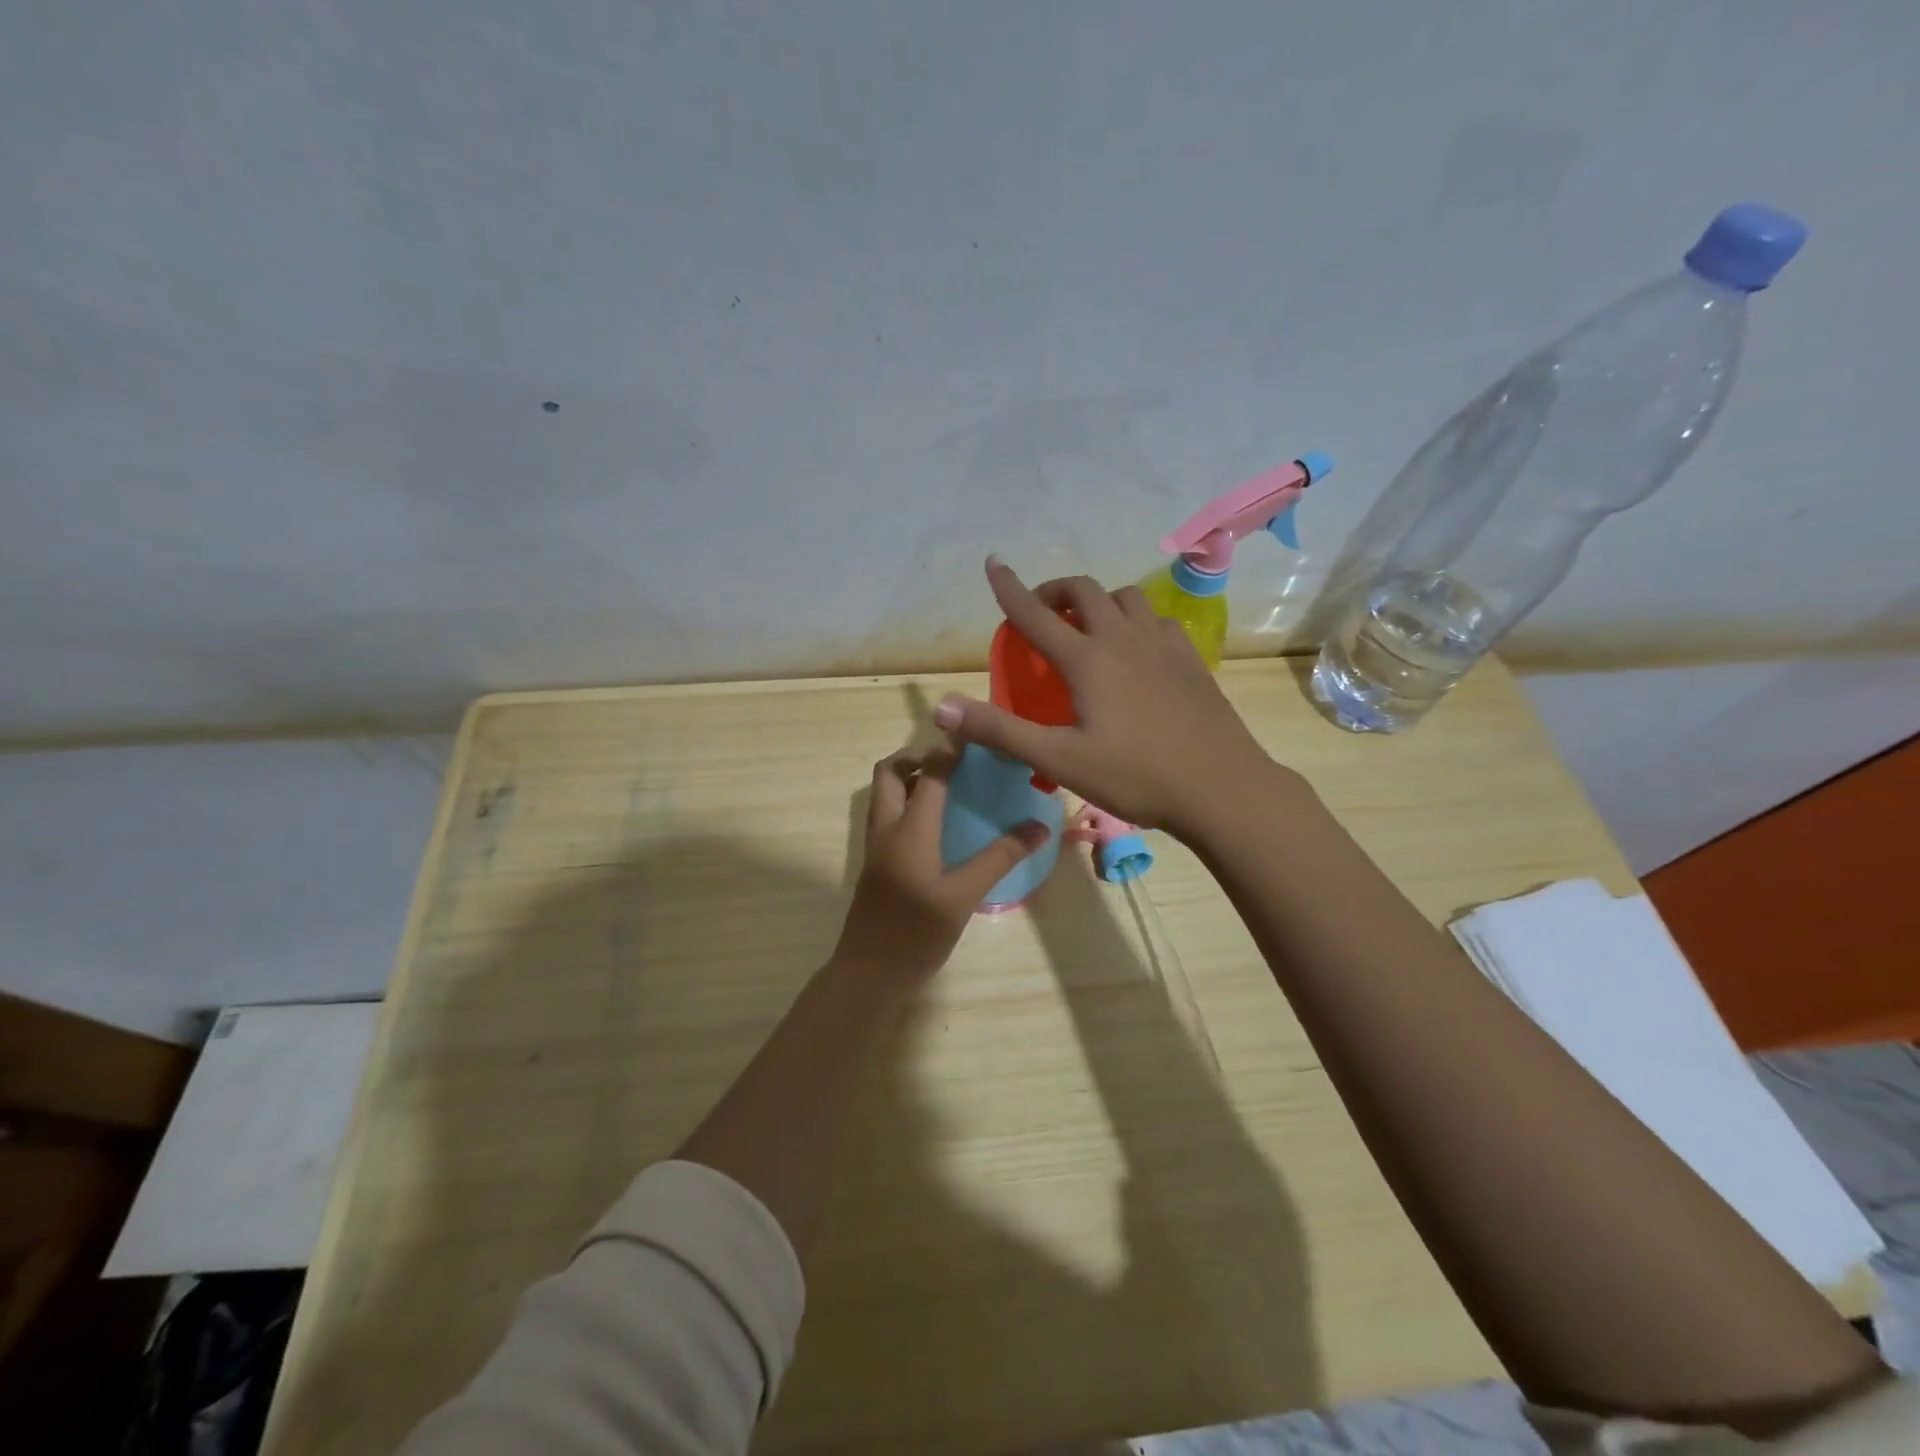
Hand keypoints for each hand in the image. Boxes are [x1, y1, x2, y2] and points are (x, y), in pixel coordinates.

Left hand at [831, 748, 1052, 982]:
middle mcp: (886, 828)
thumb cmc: (917, 934)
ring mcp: (875, 845)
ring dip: (910, 779)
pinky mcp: (875, 863)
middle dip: (917, 756)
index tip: (975, 735)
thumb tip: (1039, 827)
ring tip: (949, 788)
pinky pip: (887, 815)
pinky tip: (937, 824)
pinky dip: (907, 803)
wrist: (869, 974)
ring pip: (884, 793)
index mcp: (909, 830)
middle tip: (952, 764)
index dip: (950, 749)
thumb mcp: (964, 896)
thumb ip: (1000, 858)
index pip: (930, 773)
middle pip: (890, 772)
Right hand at [932, 558, 1289, 840]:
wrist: (1221, 787)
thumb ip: (1000, 730)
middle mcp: (1123, 638)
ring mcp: (1163, 644)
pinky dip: (1134, 619)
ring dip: (1098, 601)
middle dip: (1056, 590)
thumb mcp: (1058, 760)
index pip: (1036, 614)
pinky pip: (1156, 619)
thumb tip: (942, 705)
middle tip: (1041, 612)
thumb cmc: (1135, 775)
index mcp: (1087, 660)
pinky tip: (1135, 647)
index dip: (1009, 588)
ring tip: (1088, 627)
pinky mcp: (1190, 658)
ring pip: (1126, 598)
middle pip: (1085, 590)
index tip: (994, 563)